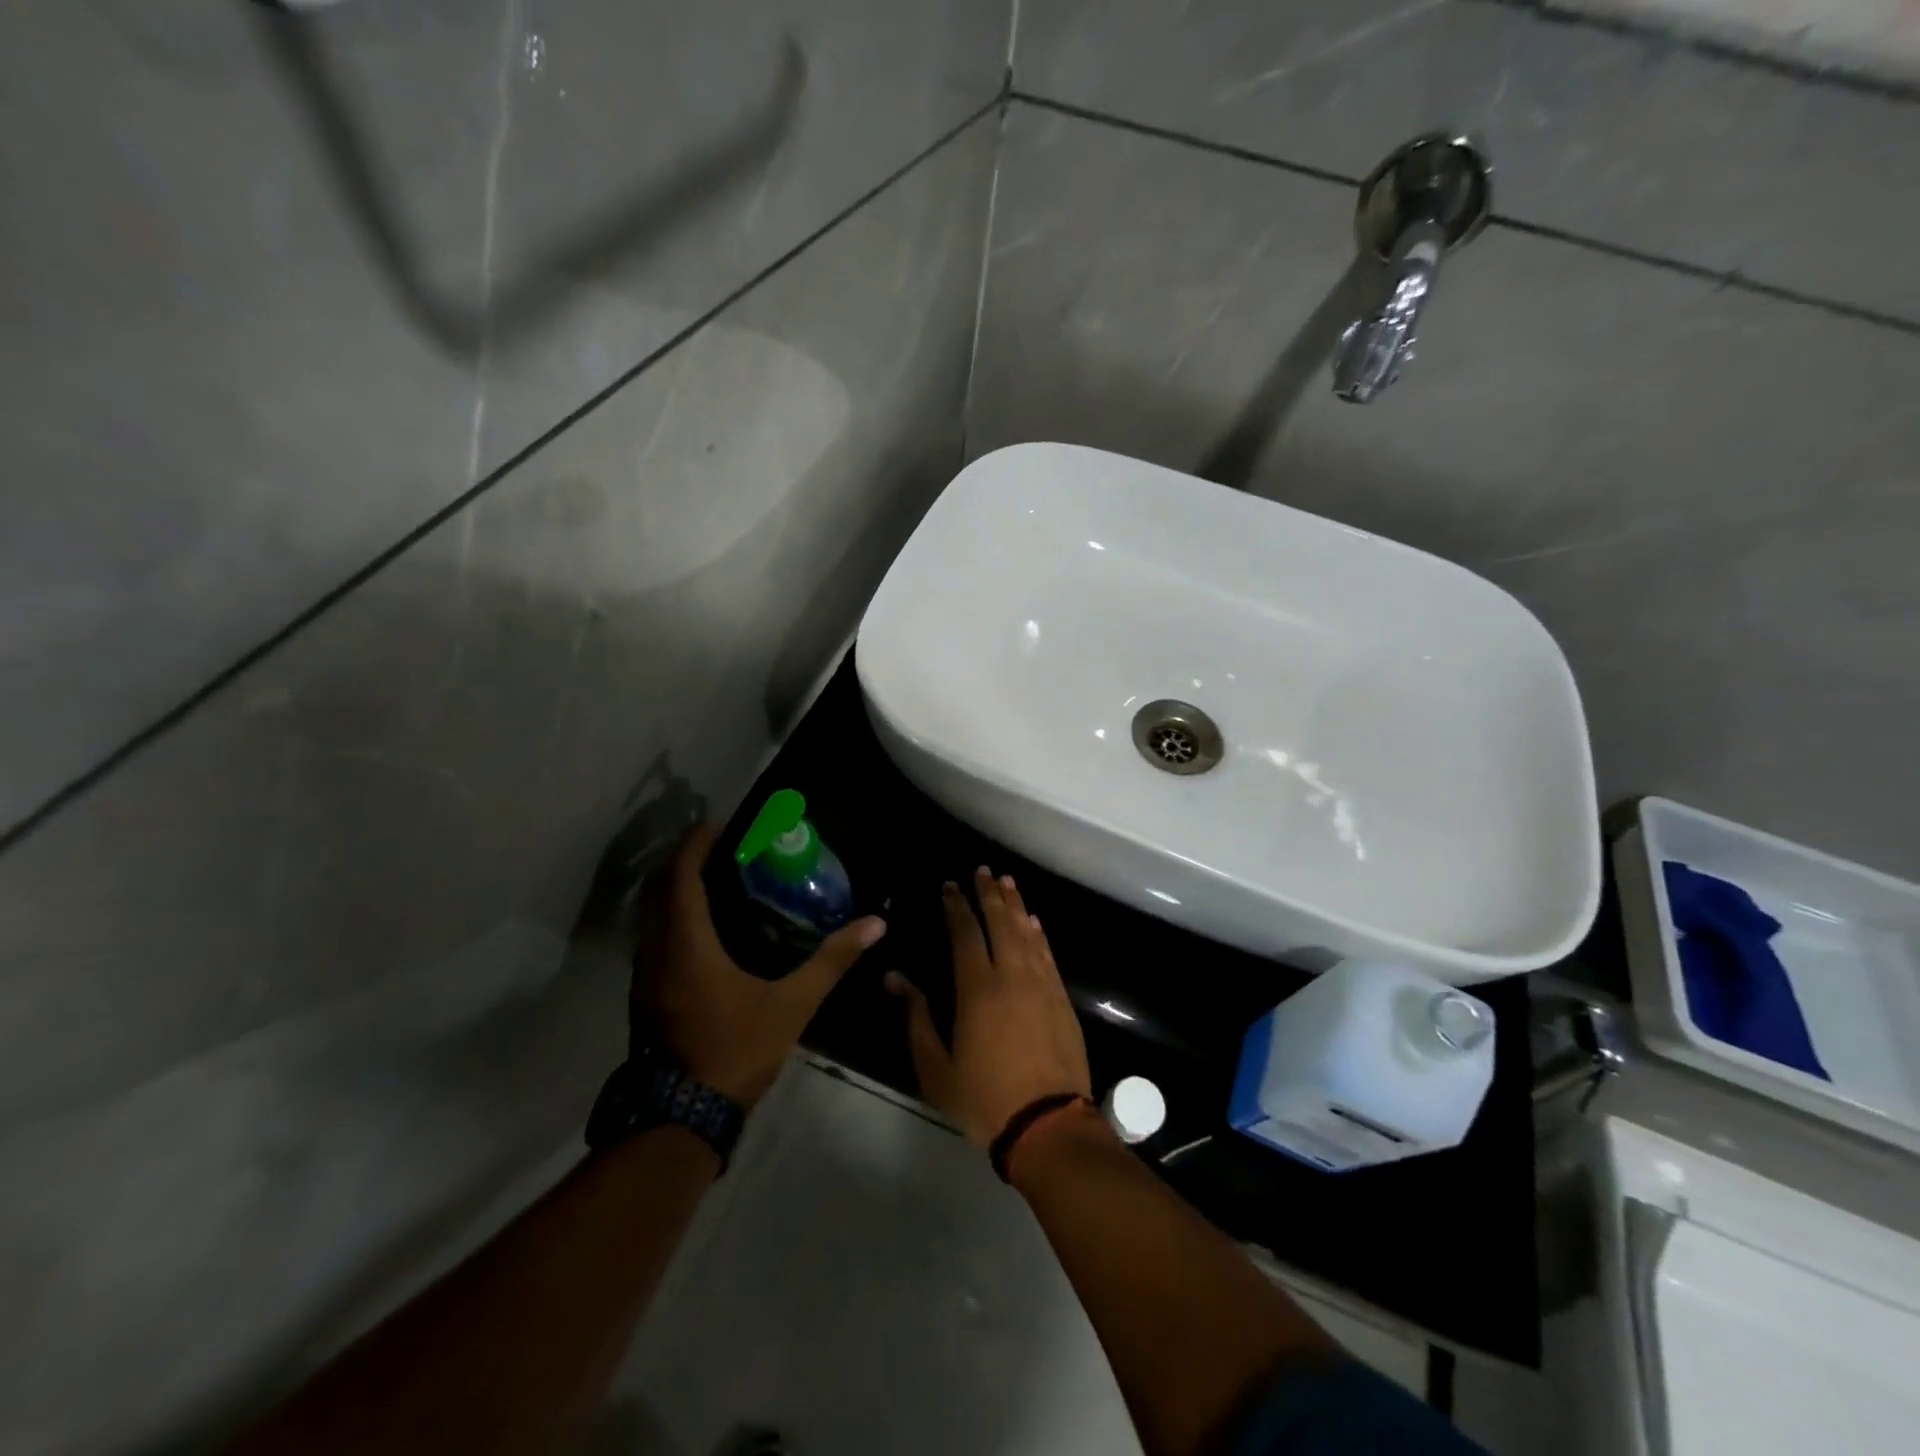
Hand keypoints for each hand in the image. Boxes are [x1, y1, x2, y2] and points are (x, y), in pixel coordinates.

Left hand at [633, 824, 885, 1107]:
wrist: (681, 1118)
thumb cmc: (735, 1052)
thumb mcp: (792, 1005)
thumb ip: (831, 961)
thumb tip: (875, 924)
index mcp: (687, 945)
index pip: (681, 877)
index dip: (696, 845)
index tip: (719, 825)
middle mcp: (657, 951)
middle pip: (658, 888)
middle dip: (683, 860)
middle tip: (719, 847)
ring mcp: (644, 975)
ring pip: (650, 914)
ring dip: (674, 888)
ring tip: (713, 878)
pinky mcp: (644, 995)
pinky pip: (652, 936)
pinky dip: (672, 915)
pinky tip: (703, 927)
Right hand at [886, 867, 1090, 1146]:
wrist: (1048, 1125)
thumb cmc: (984, 1099)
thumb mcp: (936, 1067)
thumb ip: (915, 1018)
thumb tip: (894, 978)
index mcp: (977, 989)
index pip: (965, 933)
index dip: (957, 906)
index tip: (950, 885)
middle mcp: (1012, 976)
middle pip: (1000, 922)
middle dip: (989, 894)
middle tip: (983, 870)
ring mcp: (1041, 985)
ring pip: (1027, 933)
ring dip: (1016, 905)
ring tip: (1007, 882)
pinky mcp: (1062, 999)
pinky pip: (1047, 955)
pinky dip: (1038, 934)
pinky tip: (1034, 922)